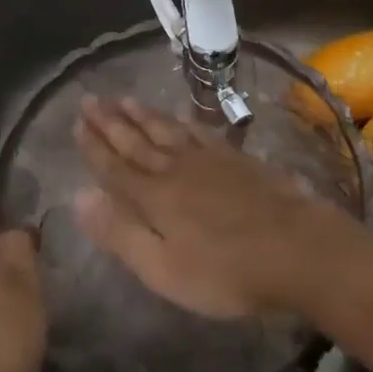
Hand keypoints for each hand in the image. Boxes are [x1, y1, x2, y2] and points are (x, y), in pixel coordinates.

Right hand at [73, 97, 357, 317]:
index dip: (93, 146)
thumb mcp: (164, 269)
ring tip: (124, 99)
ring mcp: (208, 160)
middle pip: (136, 141)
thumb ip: (121, 233)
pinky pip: (198, 131)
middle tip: (89, 98)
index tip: (76, 122)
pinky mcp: (235, 158)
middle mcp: (175, 168)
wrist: (296, 249)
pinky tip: (178, 115)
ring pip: (165, 130)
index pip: (114, 166)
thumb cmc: (226, 272)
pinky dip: (182, 121)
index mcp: (153, 198)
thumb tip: (79, 197)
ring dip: (142, 115)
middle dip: (110, 121)